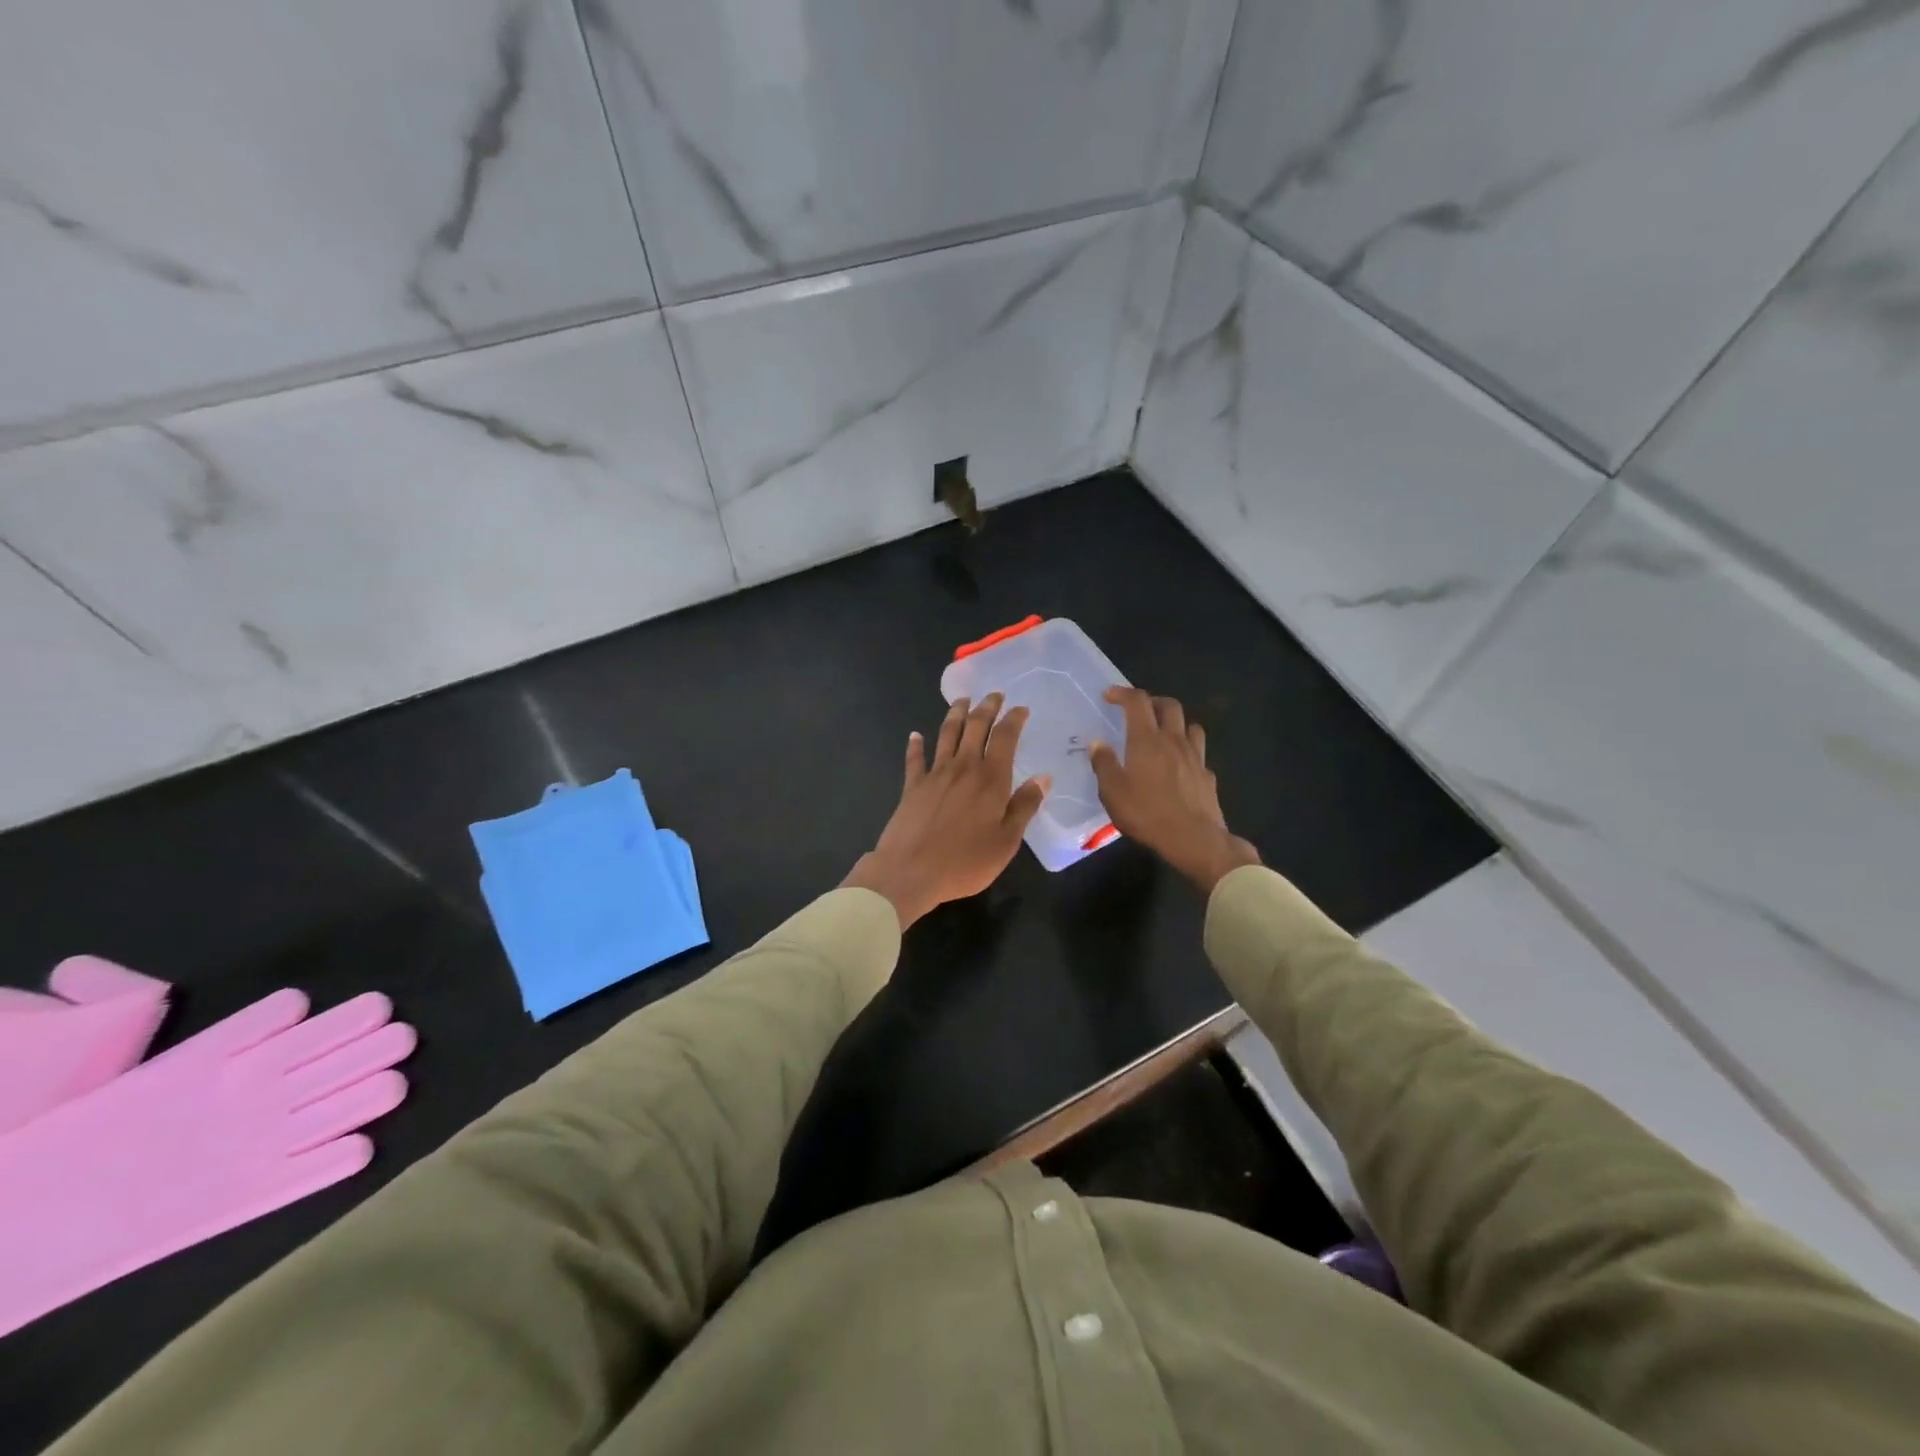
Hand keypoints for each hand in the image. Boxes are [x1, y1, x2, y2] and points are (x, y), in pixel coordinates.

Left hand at [843, 694, 1049, 928]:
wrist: (910, 871)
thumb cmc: (965, 862)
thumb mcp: (1006, 841)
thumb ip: (1024, 807)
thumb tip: (1043, 778)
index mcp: (990, 779)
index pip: (1005, 737)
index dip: (1014, 719)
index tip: (1021, 708)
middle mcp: (963, 767)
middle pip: (975, 727)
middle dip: (986, 708)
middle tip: (994, 695)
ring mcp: (935, 774)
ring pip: (947, 734)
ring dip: (956, 714)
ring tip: (963, 700)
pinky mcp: (912, 786)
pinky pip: (915, 758)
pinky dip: (916, 744)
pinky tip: (915, 735)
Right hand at [1090, 687, 1259, 896]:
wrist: (1194, 839)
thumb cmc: (1147, 814)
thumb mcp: (1113, 792)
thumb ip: (1104, 764)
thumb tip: (1097, 743)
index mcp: (1147, 740)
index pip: (1138, 702)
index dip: (1123, 693)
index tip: (1110, 696)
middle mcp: (1173, 740)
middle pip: (1169, 705)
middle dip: (1152, 701)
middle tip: (1138, 710)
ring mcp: (1195, 757)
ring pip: (1190, 725)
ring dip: (1175, 721)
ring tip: (1163, 732)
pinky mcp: (1207, 775)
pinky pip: (1198, 752)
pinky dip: (1187, 750)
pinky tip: (1180, 764)